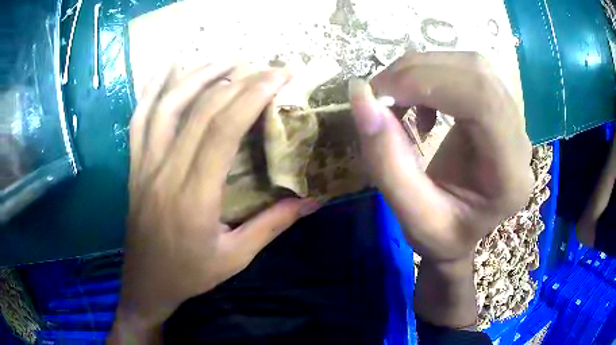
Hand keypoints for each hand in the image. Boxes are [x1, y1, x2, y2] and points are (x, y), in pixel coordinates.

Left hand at [109, 63, 319, 342]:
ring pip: (166, 106)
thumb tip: (314, 199)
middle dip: (237, 80)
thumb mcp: (236, 257)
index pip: (223, 130)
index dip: (252, 95)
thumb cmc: (190, 274)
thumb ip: (274, 224)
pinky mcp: (134, 166)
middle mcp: (165, 173)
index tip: (279, 76)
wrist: (146, 283)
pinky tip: (167, 68)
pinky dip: (152, 89)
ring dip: (197, 74)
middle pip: (200, 111)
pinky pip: (138, 119)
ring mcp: (144, 165)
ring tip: (226, 58)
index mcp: (195, 198)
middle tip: (265, 66)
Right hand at [350, 51, 532, 260]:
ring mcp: (514, 121)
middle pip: (476, 73)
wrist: (463, 234)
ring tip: (395, 100)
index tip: (379, 95)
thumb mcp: (410, 217)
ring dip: (423, 71)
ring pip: (471, 66)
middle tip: (379, 95)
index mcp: (509, 175)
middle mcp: (520, 141)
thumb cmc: (443, 237)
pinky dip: (432, 77)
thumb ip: (385, 160)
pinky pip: (467, 73)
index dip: (426, 82)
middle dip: (418, 72)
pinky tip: (421, 106)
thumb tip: (360, 95)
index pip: (482, 100)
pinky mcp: (499, 109)